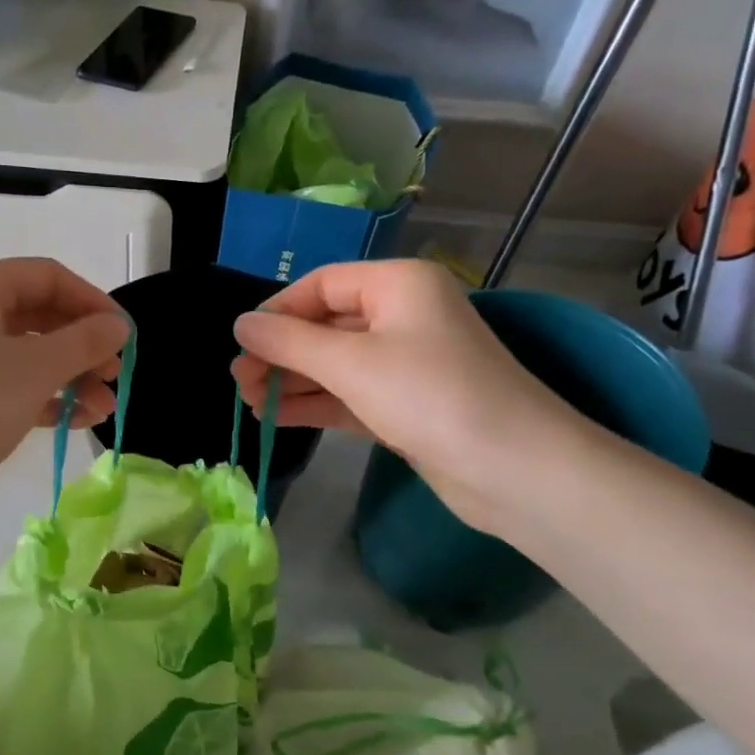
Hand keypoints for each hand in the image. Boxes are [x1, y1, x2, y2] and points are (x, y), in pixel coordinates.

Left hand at [0, 259, 127, 531]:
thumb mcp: (34, 371)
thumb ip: (83, 342)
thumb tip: (118, 325)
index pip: (48, 276)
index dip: (93, 303)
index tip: (126, 337)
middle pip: (38, 314)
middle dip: (82, 347)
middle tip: (113, 378)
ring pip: (25, 352)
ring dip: (67, 377)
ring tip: (101, 411)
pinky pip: (6, 380)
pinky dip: (40, 396)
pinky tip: (72, 420)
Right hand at [230, 260, 583, 530]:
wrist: (514, 470)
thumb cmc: (430, 396)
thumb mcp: (351, 362)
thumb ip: (289, 341)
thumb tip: (240, 324)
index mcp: (397, 284)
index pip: (321, 284)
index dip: (276, 311)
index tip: (240, 344)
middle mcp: (402, 315)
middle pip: (325, 324)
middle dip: (280, 351)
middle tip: (240, 381)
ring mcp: (406, 363)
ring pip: (335, 363)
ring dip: (293, 380)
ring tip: (250, 402)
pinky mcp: (406, 404)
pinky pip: (350, 394)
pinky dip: (316, 403)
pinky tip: (277, 417)